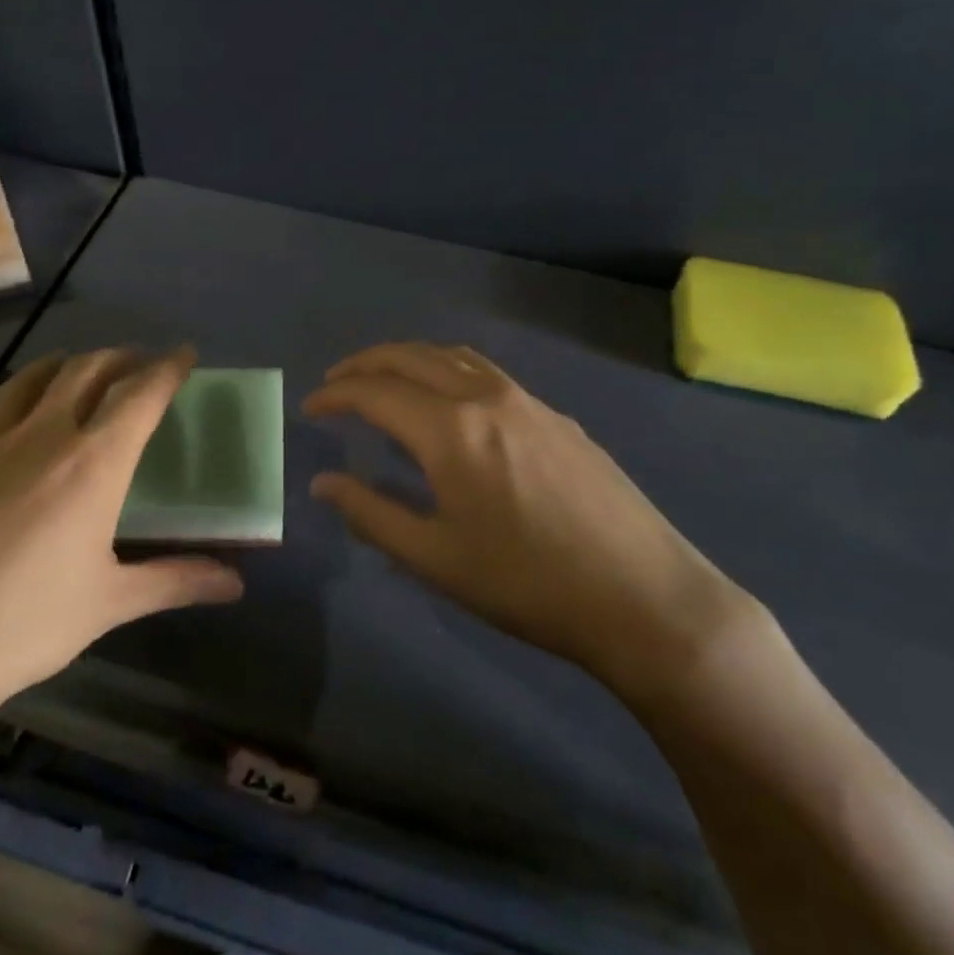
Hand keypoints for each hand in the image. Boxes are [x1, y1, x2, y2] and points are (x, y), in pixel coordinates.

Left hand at [0, 348, 243, 776]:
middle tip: (138, 364)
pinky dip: (3, 396)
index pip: (140, 394)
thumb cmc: (20, 627)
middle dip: (120, 358)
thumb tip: (236, 584)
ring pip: (31, 378)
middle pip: (87, 371)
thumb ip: (176, 581)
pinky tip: (4, 408)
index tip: (185, 354)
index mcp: (92, 462)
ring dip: (66, 365)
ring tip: (81, 371)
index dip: (168, 368)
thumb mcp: (108, 605)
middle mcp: (41, 435)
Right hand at [303, 343, 755, 714]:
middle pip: (412, 357)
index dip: (335, 394)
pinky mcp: (557, 417)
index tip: (310, 408)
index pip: (375, 392)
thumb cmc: (527, 585)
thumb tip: (324, 482)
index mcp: (450, 429)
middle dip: (366, 363)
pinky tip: (451, 405)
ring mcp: (528, 401)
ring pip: (454, 356)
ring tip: (386, 381)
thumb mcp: (435, 559)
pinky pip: (487, 374)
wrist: (643, 598)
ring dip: (410, 359)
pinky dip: (449, 371)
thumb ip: (371, 513)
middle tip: (336, 382)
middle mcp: (486, 397)